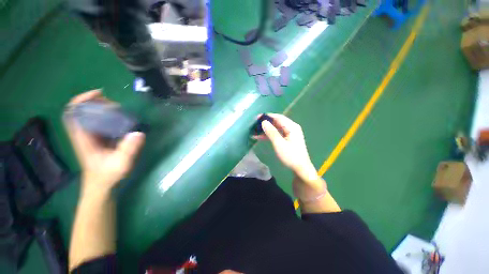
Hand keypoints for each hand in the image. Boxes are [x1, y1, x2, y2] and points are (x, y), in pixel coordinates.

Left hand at [64, 90, 144, 195]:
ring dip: (104, 109)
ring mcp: (92, 136)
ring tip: (120, 110)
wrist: (102, 185)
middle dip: (97, 102)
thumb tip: (139, 133)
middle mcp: (85, 134)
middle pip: (83, 110)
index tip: (99, 94)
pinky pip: (101, 122)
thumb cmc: (108, 175)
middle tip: (116, 105)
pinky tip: (122, 119)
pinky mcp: (100, 139)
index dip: (82, 100)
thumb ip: (128, 149)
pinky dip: (109, 117)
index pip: (73, 113)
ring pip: (92, 115)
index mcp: (83, 138)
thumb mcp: (120, 164)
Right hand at [254, 114, 317, 179]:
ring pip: (275, 128)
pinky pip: (276, 134)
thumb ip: (271, 132)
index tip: (257, 117)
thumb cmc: (290, 156)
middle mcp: (291, 128)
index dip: (267, 116)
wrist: (300, 168)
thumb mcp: (279, 144)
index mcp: (291, 127)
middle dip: (265, 123)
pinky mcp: (286, 139)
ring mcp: (289, 134)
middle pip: (276, 122)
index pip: (278, 117)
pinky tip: (259, 137)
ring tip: (255, 131)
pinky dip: (268, 135)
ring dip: (265, 130)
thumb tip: (263, 122)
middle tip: (254, 125)